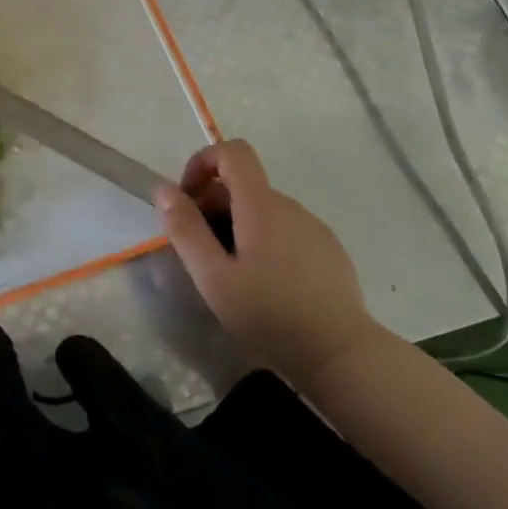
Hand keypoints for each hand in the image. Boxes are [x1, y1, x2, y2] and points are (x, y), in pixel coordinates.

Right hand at [156, 140, 381, 387]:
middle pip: (243, 185)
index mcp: (261, 205)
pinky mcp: (329, 251)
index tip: (189, 199)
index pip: (234, 152)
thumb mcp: (213, 277)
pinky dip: (266, 241)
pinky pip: (287, 230)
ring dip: (239, 225)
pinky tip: (267, 284)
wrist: (342, 356)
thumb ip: (185, 229)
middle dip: (213, 205)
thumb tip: (164, 189)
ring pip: (264, 210)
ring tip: (233, 273)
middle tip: (201, 250)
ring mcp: (313, 227)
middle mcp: (290, 206)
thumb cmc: (270, 315)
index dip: (204, 162)